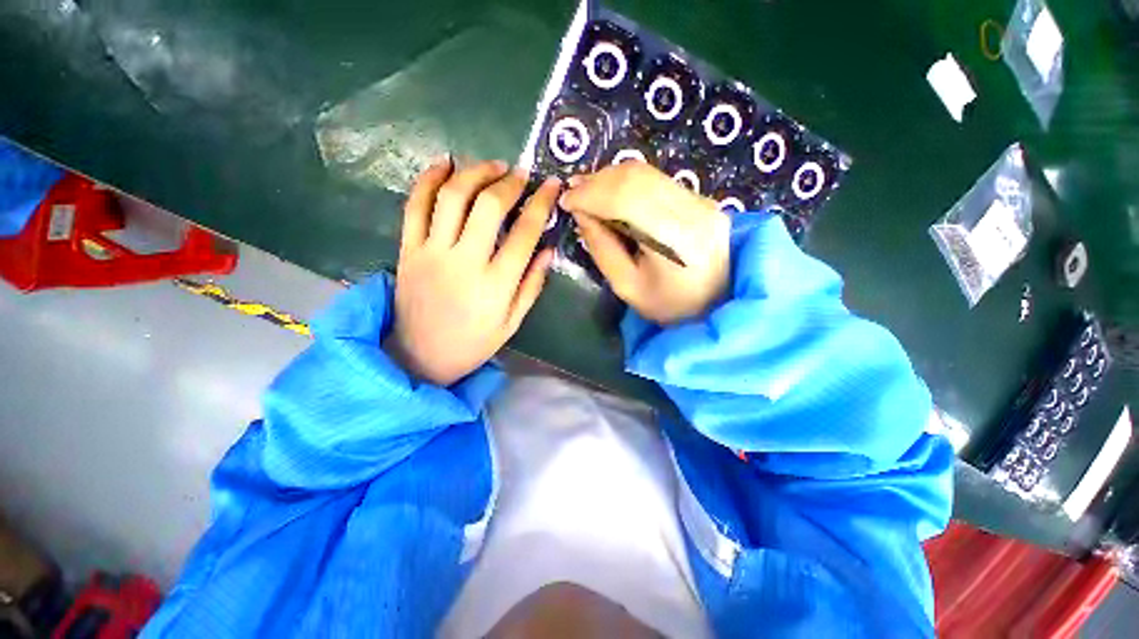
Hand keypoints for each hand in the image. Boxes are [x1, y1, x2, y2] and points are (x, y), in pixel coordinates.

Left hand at [387, 159, 559, 384]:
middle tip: (519, 174)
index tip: (551, 185)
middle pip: (488, 205)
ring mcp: (432, 253)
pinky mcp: (407, 250)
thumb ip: (532, 285)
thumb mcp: (512, 322)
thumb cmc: (474, 343)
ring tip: (490, 166)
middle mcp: (465, 262)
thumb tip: (549, 250)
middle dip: (508, 182)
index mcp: (496, 284)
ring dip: (474, 173)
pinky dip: (428, 179)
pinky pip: (414, 206)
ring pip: (452, 197)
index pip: (525, 232)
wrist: (420, 357)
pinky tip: (444, 163)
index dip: (541, 203)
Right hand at [560, 162, 729, 323]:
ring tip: (587, 192)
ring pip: (647, 173)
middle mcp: (695, 211)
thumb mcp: (627, 286)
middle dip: (597, 182)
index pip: (628, 199)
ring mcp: (702, 200)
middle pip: (638, 178)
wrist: (716, 303)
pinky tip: (611, 194)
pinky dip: (627, 182)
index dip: (592, 194)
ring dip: (610, 178)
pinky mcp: (700, 198)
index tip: (566, 201)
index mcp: (678, 242)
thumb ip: (602, 248)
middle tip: (573, 192)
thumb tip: (581, 213)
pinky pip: (657, 179)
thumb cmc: (668, 305)